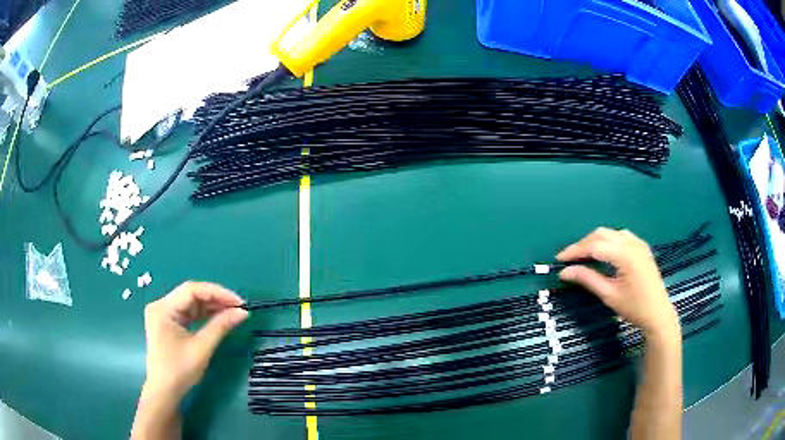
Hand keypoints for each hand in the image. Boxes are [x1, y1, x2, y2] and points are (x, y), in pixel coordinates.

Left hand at [142, 282, 248, 400]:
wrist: (164, 391)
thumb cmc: (180, 371)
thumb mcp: (202, 348)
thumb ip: (220, 326)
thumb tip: (243, 312)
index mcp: (163, 308)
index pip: (192, 290)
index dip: (217, 292)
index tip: (239, 302)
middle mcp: (161, 305)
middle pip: (191, 294)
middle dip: (215, 299)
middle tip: (238, 308)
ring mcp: (163, 314)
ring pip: (190, 303)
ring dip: (210, 307)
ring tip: (232, 312)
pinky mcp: (168, 323)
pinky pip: (188, 313)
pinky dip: (203, 315)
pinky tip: (217, 318)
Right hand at [557, 228, 678, 337]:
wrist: (658, 313)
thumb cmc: (634, 308)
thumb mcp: (609, 295)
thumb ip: (587, 279)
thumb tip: (565, 272)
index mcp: (625, 255)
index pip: (594, 246)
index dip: (575, 251)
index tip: (559, 260)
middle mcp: (632, 243)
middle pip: (601, 234)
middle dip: (583, 244)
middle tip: (569, 259)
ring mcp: (638, 243)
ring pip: (611, 233)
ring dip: (595, 241)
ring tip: (584, 256)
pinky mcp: (642, 247)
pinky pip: (621, 236)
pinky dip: (608, 241)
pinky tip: (603, 253)